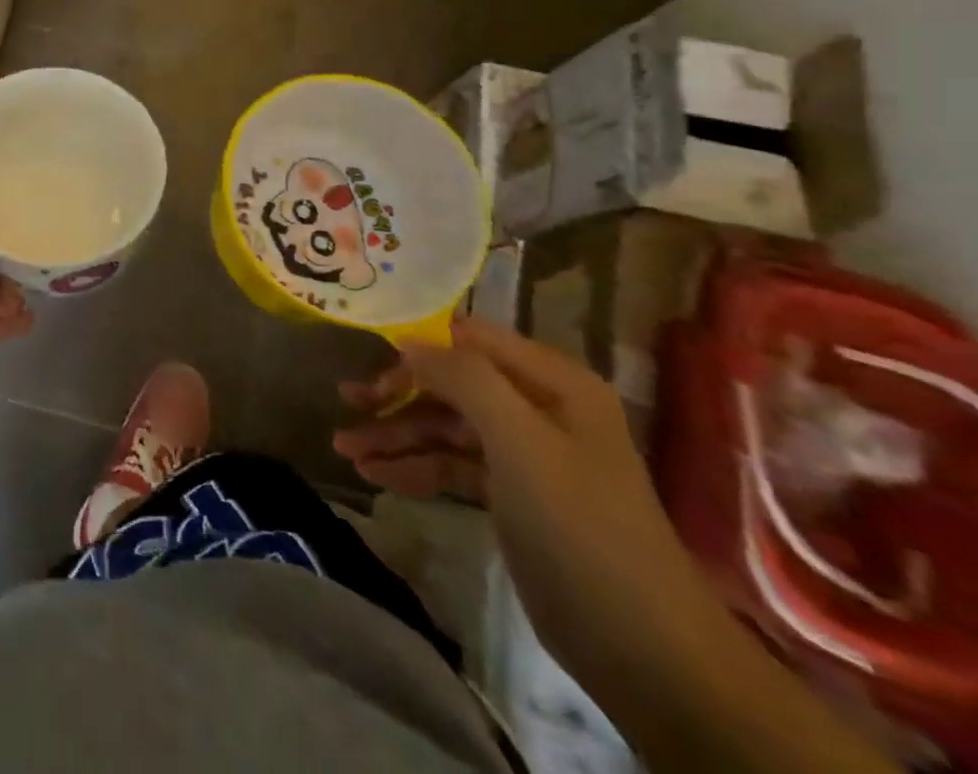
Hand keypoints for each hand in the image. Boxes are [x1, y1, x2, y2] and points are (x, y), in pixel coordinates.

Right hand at [333, 320, 733, 697]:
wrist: (644, 652)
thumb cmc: (580, 526)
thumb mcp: (520, 441)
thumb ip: (463, 378)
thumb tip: (406, 341)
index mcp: (553, 382)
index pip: (469, 339)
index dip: (418, 343)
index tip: (366, 354)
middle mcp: (539, 408)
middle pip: (451, 382)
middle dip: (397, 393)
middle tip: (348, 402)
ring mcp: (525, 454)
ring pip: (445, 426)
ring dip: (395, 434)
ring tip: (345, 449)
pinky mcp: (512, 496)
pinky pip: (451, 465)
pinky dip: (414, 466)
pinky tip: (375, 475)